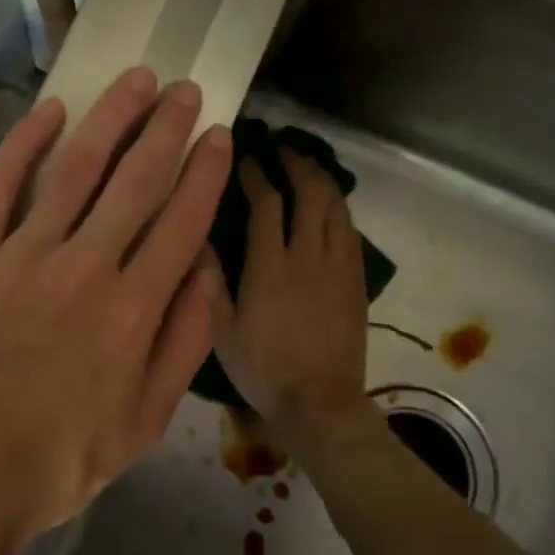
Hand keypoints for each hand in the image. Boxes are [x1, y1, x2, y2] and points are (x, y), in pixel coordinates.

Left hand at [0, 67, 232, 554]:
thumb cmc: (50, 465)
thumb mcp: (139, 427)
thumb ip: (180, 348)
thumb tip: (206, 278)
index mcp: (132, 313)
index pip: (182, 223)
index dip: (204, 174)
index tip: (217, 136)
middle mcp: (84, 269)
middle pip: (135, 182)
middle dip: (165, 130)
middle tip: (183, 89)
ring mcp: (21, 256)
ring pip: (74, 169)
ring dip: (109, 119)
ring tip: (135, 81)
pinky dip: (23, 144)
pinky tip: (49, 112)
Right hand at [208, 150, 371, 445]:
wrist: (321, 404)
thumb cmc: (264, 370)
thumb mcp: (222, 333)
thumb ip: (210, 283)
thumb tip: (197, 239)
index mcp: (270, 266)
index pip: (267, 203)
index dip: (257, 175)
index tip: (247, 159)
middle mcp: (308, 256)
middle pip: (311, 194)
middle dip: (298, 165)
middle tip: (283, 150)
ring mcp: (339, 267)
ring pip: (337, 208)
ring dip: (323, 181)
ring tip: (308, 168)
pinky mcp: (357, 282)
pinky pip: (351, 232)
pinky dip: (339, 209)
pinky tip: (330, 208)